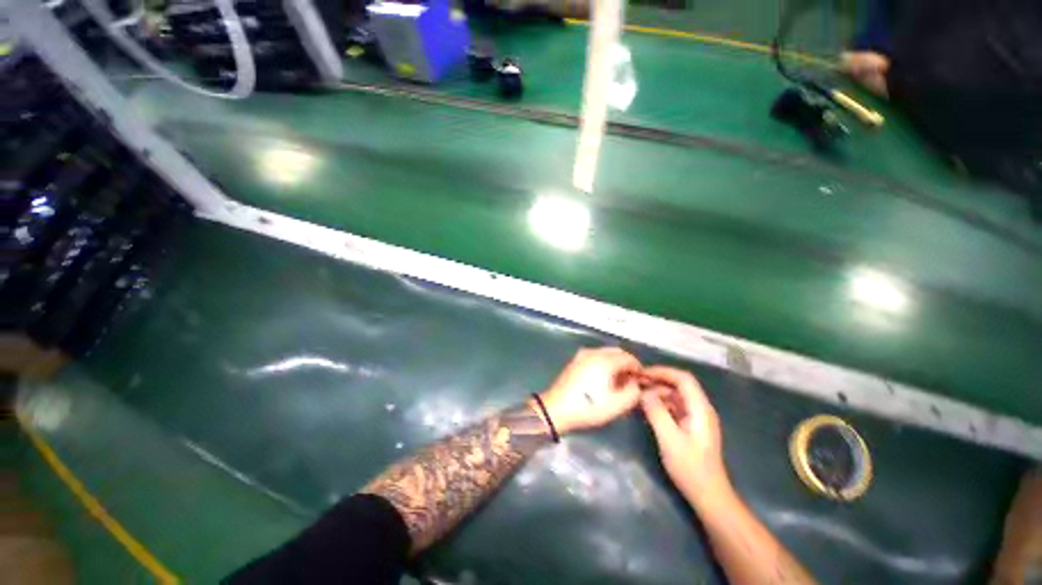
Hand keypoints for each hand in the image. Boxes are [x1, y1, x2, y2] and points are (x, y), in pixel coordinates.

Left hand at [535, 347, 642, 433]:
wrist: (557, 408)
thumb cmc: (589, 407)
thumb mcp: (617, 405)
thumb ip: (633, 391)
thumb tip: (635, 382)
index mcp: (605, 360)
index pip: (628, 357)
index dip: (638, 368)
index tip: (641, 381)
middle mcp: (593, 352)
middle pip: (617, 351)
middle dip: (626, 363)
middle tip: (631, 380)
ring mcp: (582, 355)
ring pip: (605, 353)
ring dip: (615, 362)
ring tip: (617, 380)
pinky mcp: (575, 360)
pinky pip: (595, 356)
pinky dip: (603, 363)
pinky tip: (603, 378)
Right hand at [640, 366, 728, 504]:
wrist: (708, 495)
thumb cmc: (690, 468)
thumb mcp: (669, 439)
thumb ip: (656, 412)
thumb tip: (644, 392)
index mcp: (700, 409)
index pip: (683, 379)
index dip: (662, 372)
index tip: (642, 374)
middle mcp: (701, 409)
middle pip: (680, 385)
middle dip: (658, 380)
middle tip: (636, 383)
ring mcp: (697, 418)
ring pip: (676, 395)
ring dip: (658, 391)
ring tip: (638, 394)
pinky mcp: (691, 426)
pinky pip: (675, 406)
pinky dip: (661, 403)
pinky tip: (647, 408)